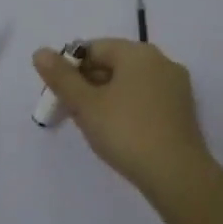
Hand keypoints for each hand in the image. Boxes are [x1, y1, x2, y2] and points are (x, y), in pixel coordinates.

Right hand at [31, 39, 213, 194]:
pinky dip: (127, 107)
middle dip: (87, 83)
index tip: (58, 95)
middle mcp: (161, 61)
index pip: (93, 48)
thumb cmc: (126, 132)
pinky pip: (146, 98)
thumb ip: (61, 77)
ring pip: (129, 83)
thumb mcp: (85, 104)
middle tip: (70, 112)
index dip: (70, 68)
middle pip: (113, 63)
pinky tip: (118, 131)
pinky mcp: (182, 110)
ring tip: (92, 124)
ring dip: (106, 97)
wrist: (176, 174)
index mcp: (138, 53)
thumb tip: (40, 52)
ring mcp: (175, 86)